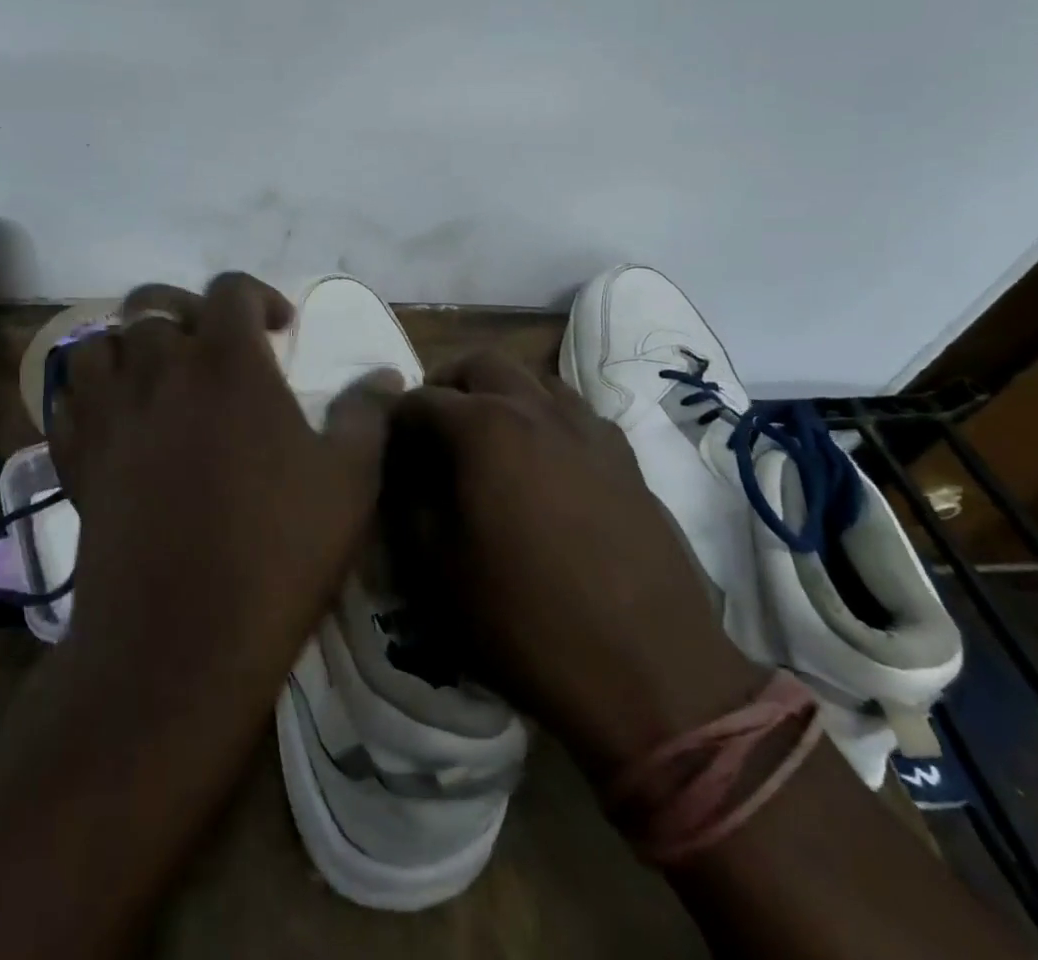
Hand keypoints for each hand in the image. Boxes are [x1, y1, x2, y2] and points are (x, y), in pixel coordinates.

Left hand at [47, 273, 397, 707]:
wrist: (179, 638)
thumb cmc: (276, 550)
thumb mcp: (349, 480)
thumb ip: (367, 415)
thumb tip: (385, 376)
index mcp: (226, 361)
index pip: (231, 289)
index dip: (259, 296)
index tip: (280, 329)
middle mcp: (159, 369)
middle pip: (153, 303)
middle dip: (188, 311)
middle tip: (214, 347)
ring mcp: (109, 412)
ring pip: (100, 342)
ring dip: (130, 345)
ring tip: (158, 374)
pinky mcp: (76, 457)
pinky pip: (69, 398)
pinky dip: (90, 392)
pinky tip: (118, 418)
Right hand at [389, 351, 761, 781]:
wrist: (649, 674)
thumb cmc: (526, 621)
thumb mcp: (437, 568)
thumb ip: (409, 504)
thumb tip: (405, 474)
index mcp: (484, 427)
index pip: (420, 399)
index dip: (395, 422)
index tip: (388, 451)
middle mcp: (536, 409)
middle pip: (481, 363)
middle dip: (447, 385)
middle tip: (434, 430)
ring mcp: (589, 429)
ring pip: (534, 379)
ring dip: (501, 394)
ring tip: (488, 442)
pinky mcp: (626, 458)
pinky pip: (576, 414)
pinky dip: (546, 420)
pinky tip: (544, 466)